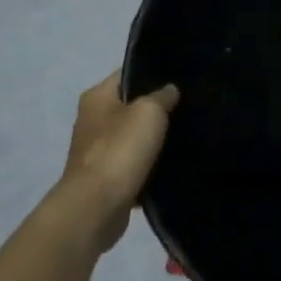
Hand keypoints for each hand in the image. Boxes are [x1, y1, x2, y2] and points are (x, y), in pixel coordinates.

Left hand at [47, 72, 179, 255]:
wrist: (96, 206)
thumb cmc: (120, 150)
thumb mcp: (149, 112)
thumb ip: (162, 96)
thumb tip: (169, 90)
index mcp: (96, 97)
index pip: (128, 74)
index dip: (153, 73)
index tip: (181, 78)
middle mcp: (92, 120)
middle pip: (131, 106)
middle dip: (157, 108)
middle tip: (188, 107)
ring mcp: (97, 150)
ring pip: (134, 137)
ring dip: (154, 139)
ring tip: (186, 135)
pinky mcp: (106, 177)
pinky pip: (133, 164)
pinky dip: (149, 166)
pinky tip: (173, 165)